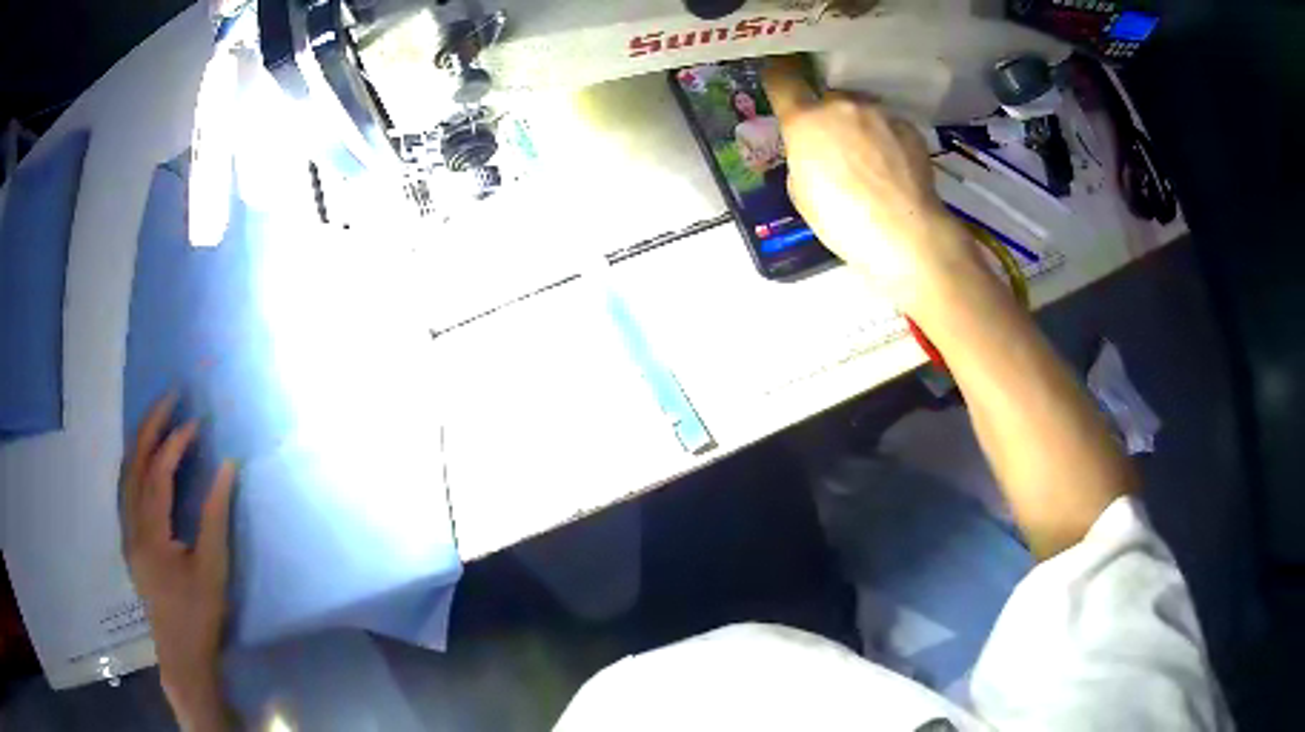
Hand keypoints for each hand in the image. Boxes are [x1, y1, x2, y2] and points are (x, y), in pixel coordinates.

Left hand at [122, 394, 234, 729]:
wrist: (182, 654)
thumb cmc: (200, 614)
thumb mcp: (213, 567)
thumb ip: (216, 514)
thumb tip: (227, 465)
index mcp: (150, 533)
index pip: (158, 473)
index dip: (176, 443)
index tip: (197, 422)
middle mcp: (131, 525)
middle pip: (134, 463)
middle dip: (150, 426)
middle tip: (171, 396)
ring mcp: (127, 533)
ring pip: (126, 474)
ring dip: (140, 441)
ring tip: (158, 417)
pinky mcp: (130, 541)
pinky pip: (127, 489)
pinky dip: (136, 464)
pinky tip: (145, 459)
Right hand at [762, 58, 981, 312]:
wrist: (906, 234)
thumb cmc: (843, 221)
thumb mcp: (802, 192)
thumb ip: (802, 156)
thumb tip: (815, 148)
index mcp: (806, 120)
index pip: (782, 80)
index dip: (779, 77)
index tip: (780, 80)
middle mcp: (842, 105)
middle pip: (828, 99)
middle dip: (828, 116)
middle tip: (836, 148)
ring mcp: (880, 114)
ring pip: (861, 111)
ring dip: (860, 126)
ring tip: (871, 163)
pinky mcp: (909, 127)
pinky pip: (888, 126)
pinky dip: (887, 140)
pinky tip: (893, 169)